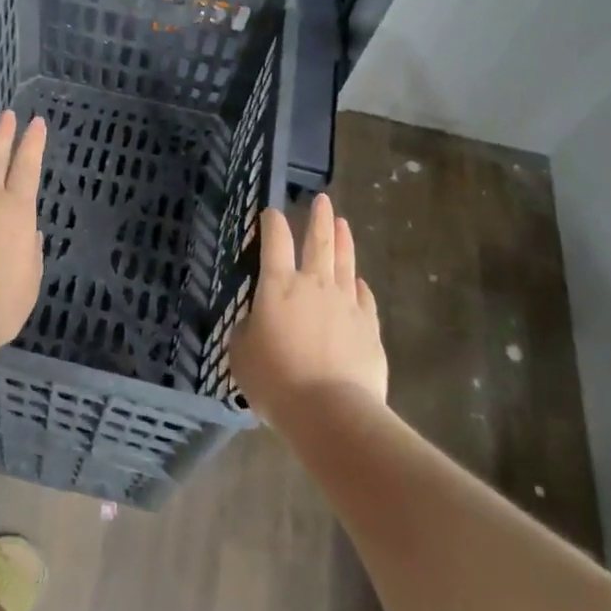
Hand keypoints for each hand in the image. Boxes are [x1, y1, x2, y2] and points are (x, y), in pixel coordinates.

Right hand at [230, 193, 386, 422]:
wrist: (331, 410)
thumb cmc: (276, 381)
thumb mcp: (242, 355)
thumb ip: (247, 331)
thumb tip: (256, 323)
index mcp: (278, 286)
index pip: (274, 241)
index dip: (272, 223)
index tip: (271, 212)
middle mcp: (314, 285)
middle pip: (319, 241)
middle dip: (319, 218)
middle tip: (322, 200)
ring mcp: (346, 303)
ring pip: (345, 262)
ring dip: (343, 240)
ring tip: (343, 223)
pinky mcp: (369, 326)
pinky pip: (364, 297)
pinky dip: (359, 285)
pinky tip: (358, 282)